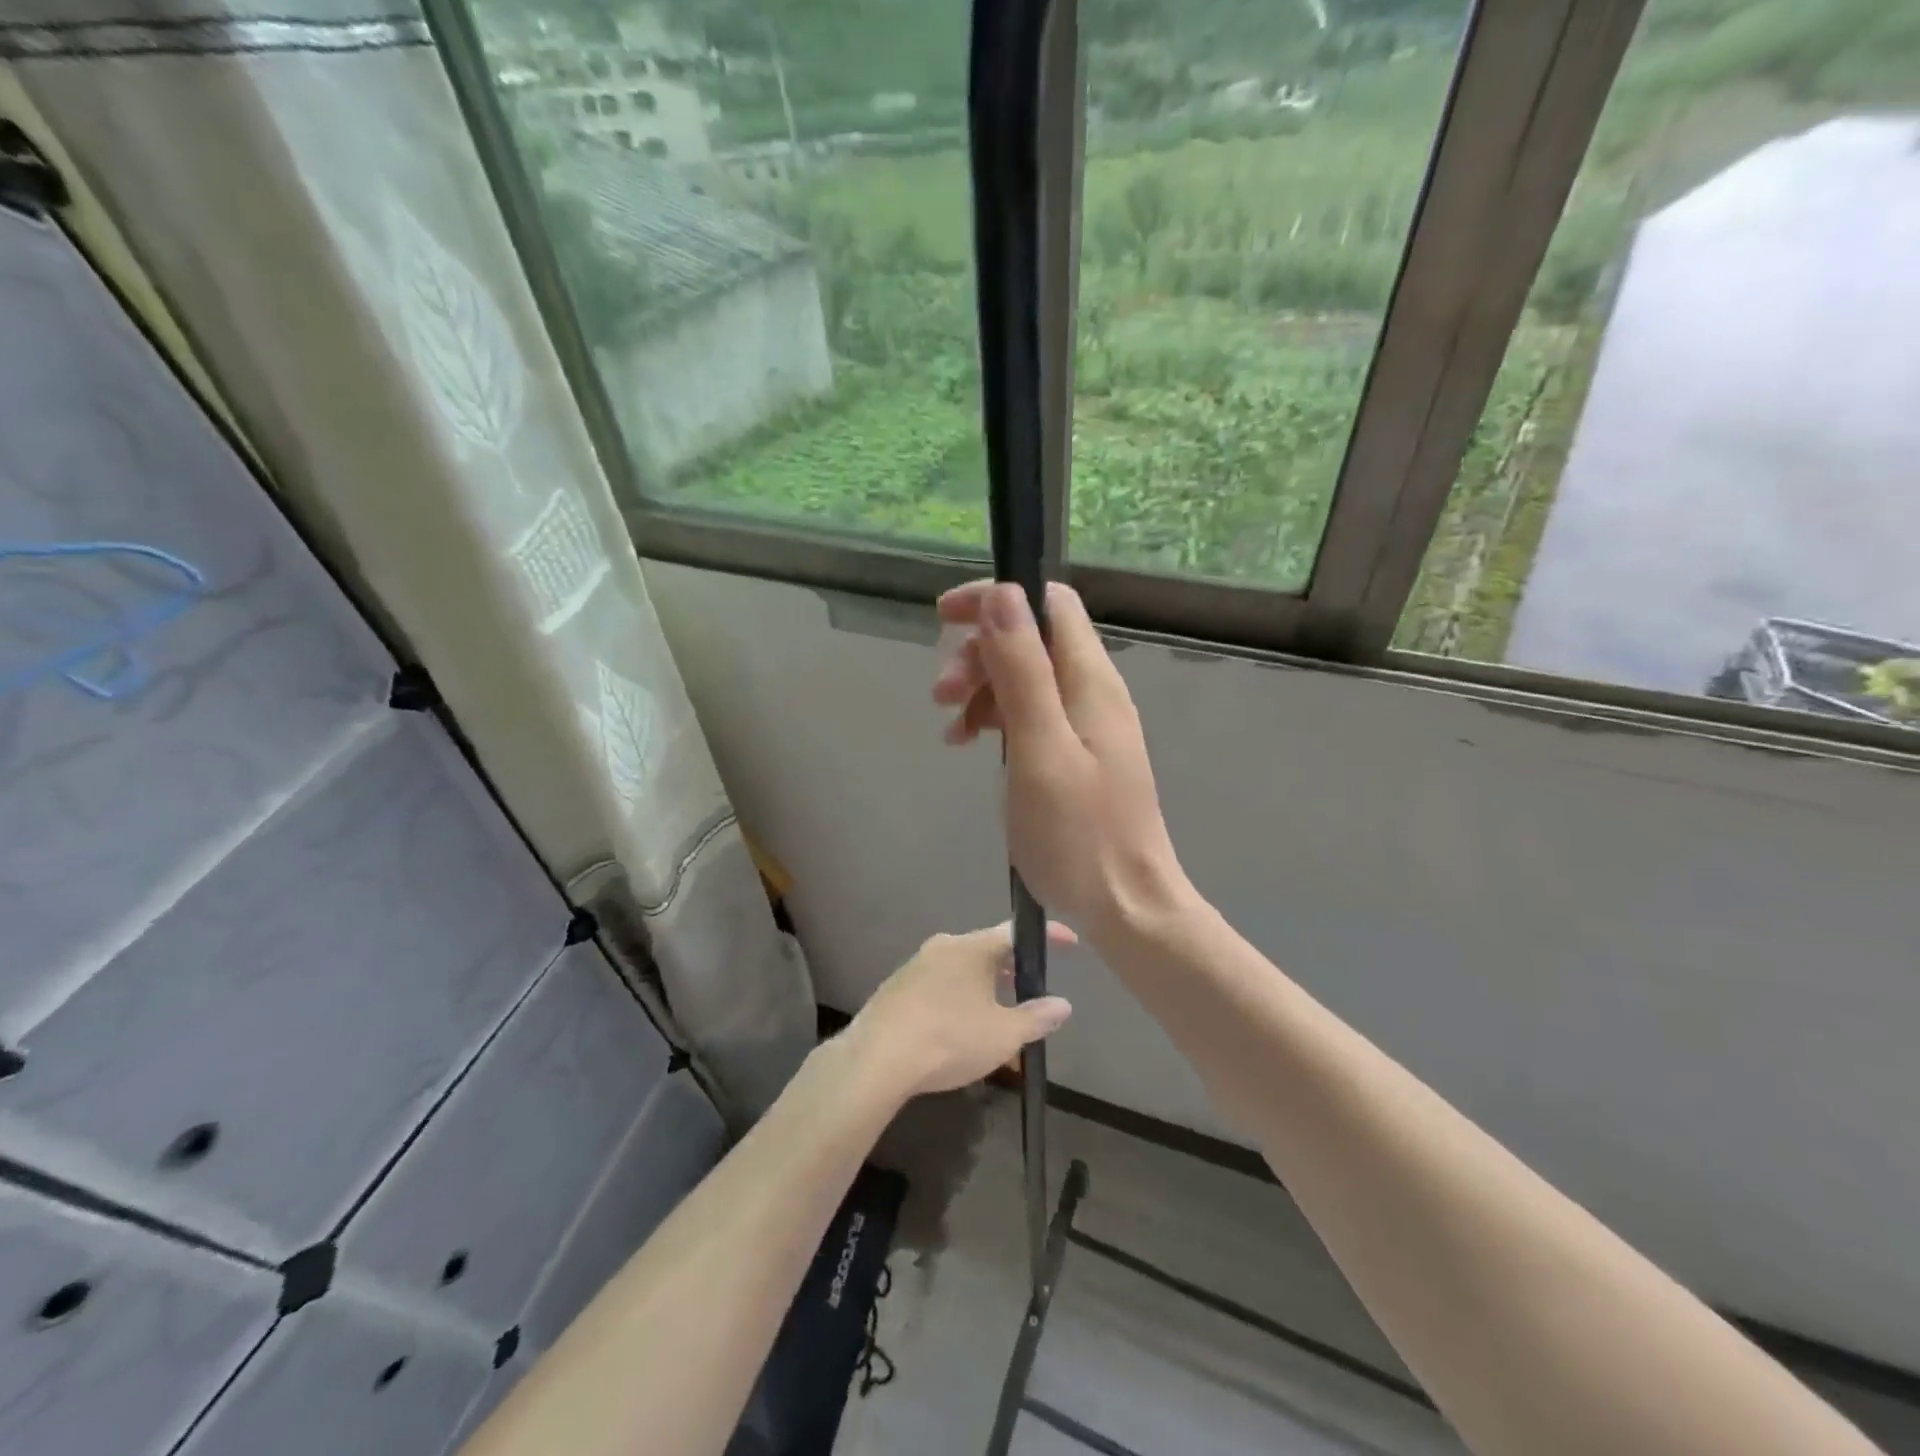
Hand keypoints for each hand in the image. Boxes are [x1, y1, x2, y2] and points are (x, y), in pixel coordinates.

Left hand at [842, 922, 1075, 1098]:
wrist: (877, 1058)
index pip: (1017, 931)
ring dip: (983, 983)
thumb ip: (1036, 1018)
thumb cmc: (949, 1038)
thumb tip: (1063, 1004)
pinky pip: (938, 983)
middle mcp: (944, 946)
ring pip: (961, 967)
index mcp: (972, 947)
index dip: (1048, 936)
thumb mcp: (1003, 1035)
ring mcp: (916, 965)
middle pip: (987, 948)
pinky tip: (959, 1026)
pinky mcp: (896, 987)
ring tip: (998, 1011)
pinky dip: (957, 996)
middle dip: (1012, 966)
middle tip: (1031, 985)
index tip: (1070, 942)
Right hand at [932, 581, 1187, 940]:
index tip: (944, 618)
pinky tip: (968, 745)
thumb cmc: (1079, 835)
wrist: (1126, 907)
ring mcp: (1086, 725)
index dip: (997, 598)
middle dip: (979, 653)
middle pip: (1031, 639)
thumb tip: (1003, 594)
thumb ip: (1022, 671)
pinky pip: (1031, 715)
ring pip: (1026, 678)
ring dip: (982, 689)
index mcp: (1090, 680)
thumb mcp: (1040, 750)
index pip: (1047, 602)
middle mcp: (1093, 692)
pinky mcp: (1076, 754)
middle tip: (941, 695)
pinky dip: (996, 720)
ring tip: (950, 729)